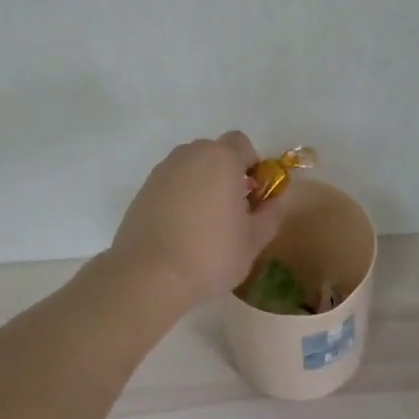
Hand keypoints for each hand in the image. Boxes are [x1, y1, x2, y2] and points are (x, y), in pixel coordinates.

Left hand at [108, 132, 283, 310]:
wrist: (149, 275)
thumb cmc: (210, 254)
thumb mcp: (254, 240)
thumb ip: (271, 213)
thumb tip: (275, 200)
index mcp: (221, 159)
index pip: (241, 143)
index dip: (251, 164)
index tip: (253, 193)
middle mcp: (190, 155)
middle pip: (214, 153)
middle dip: (226, 173)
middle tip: (231, 208)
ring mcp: (162, 171)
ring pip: (190, 168)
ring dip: (201, 184)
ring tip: (204, 221)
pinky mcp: (143, 190)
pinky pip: (170, 184)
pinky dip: (179, 197)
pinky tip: (180, 229)